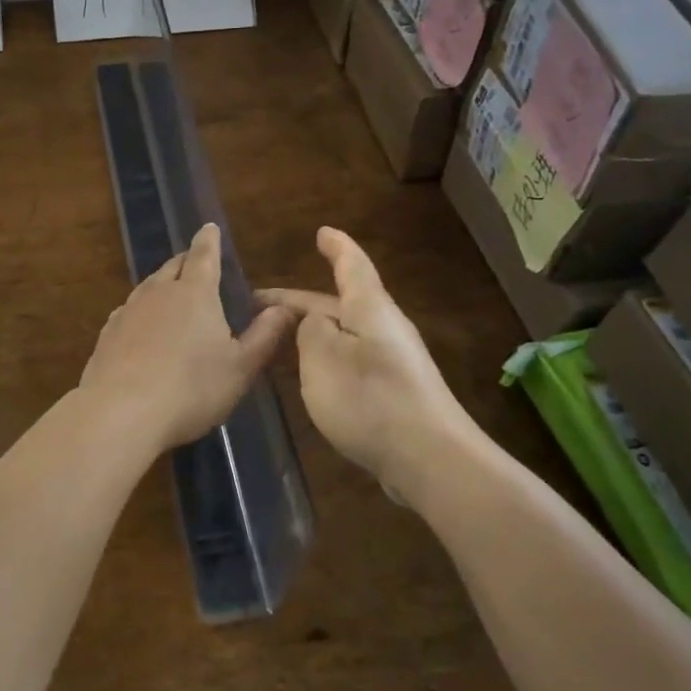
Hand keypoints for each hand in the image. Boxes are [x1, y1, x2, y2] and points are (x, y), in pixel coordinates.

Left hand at [78, 223, 296, 452]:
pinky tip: (142, 326)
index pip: (204, 255)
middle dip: (187, 261)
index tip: (209, 227)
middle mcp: (159, 292)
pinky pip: (129, 310)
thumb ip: (264, 336)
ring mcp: (129, 311)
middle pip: (173, 266)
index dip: (209, 240)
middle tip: (197, 263)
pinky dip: (142, 310)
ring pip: (149, 286)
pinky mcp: (108, 334)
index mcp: (195, 293)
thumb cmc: (191, 389)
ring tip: (172, 292)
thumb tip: (285, 307)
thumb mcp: (240, 368)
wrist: (120, 413)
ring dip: (163, 284)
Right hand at [259, 228, 483, 498]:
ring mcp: (393, 361)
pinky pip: (352, 361)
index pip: (351, 265)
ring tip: (278, 339)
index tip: (322, 232)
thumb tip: (313, 323)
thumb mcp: (323, 358)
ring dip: (312, 333)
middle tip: (259, 306)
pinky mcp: (394, 392)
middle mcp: (384, 327)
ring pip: (344, 334)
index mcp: (369, 308)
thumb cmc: (370, 399)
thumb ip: (310, 331)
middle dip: (300, 303)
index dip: (336, 247)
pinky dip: (326, 359)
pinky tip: (310, 377)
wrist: (430, 459)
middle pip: (339, 304)